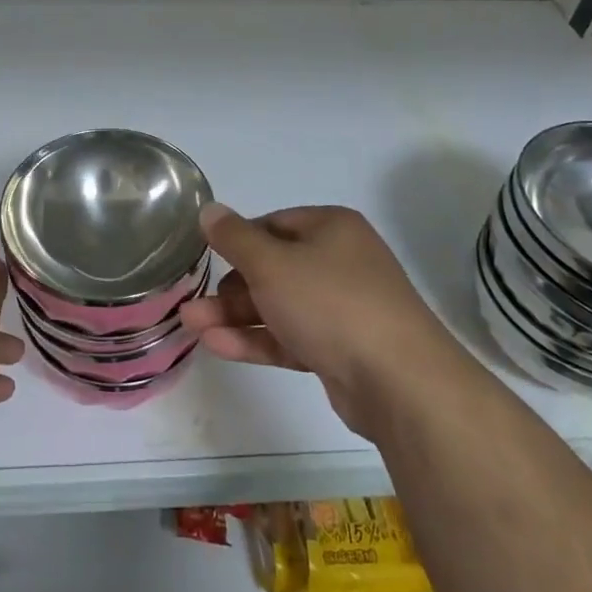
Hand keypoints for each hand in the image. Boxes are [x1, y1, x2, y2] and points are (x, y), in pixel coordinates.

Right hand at [182, 203, 448, 438]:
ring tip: (191, 325)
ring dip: (235, 315)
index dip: (238, 240)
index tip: (207, 257)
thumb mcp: (271, 263)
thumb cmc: (331, 303)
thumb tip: (209, 209)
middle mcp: (340, 262)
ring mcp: (343, 309)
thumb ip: (235, 237)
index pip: (273, 224)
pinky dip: (257, 339)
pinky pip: (291, 336)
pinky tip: (217, 346)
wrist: (399, 382)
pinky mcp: (340, 350)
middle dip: (230, 286)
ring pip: (279, 305)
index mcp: (331, 228)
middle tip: (194, 303)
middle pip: (274, 267)